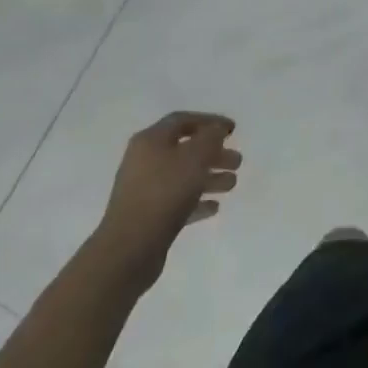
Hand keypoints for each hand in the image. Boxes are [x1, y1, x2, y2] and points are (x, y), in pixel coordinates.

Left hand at [99, 111, 241, 284]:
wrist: (130, 247)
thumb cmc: (165, 192)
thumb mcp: (194, 158)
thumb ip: (210, 138)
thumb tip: (216, 129)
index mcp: (150, 140)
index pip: (182, 120)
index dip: (210, 121)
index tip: (233, 130)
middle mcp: (144, 160)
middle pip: (184, 149)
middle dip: (214, 153)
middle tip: (237, 161)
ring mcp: (144, 189)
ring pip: (183, 176)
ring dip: (210, 177)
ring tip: (232, 184)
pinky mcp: (148, 215)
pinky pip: (177, 201)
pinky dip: (197, 200)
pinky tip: (214, 207)